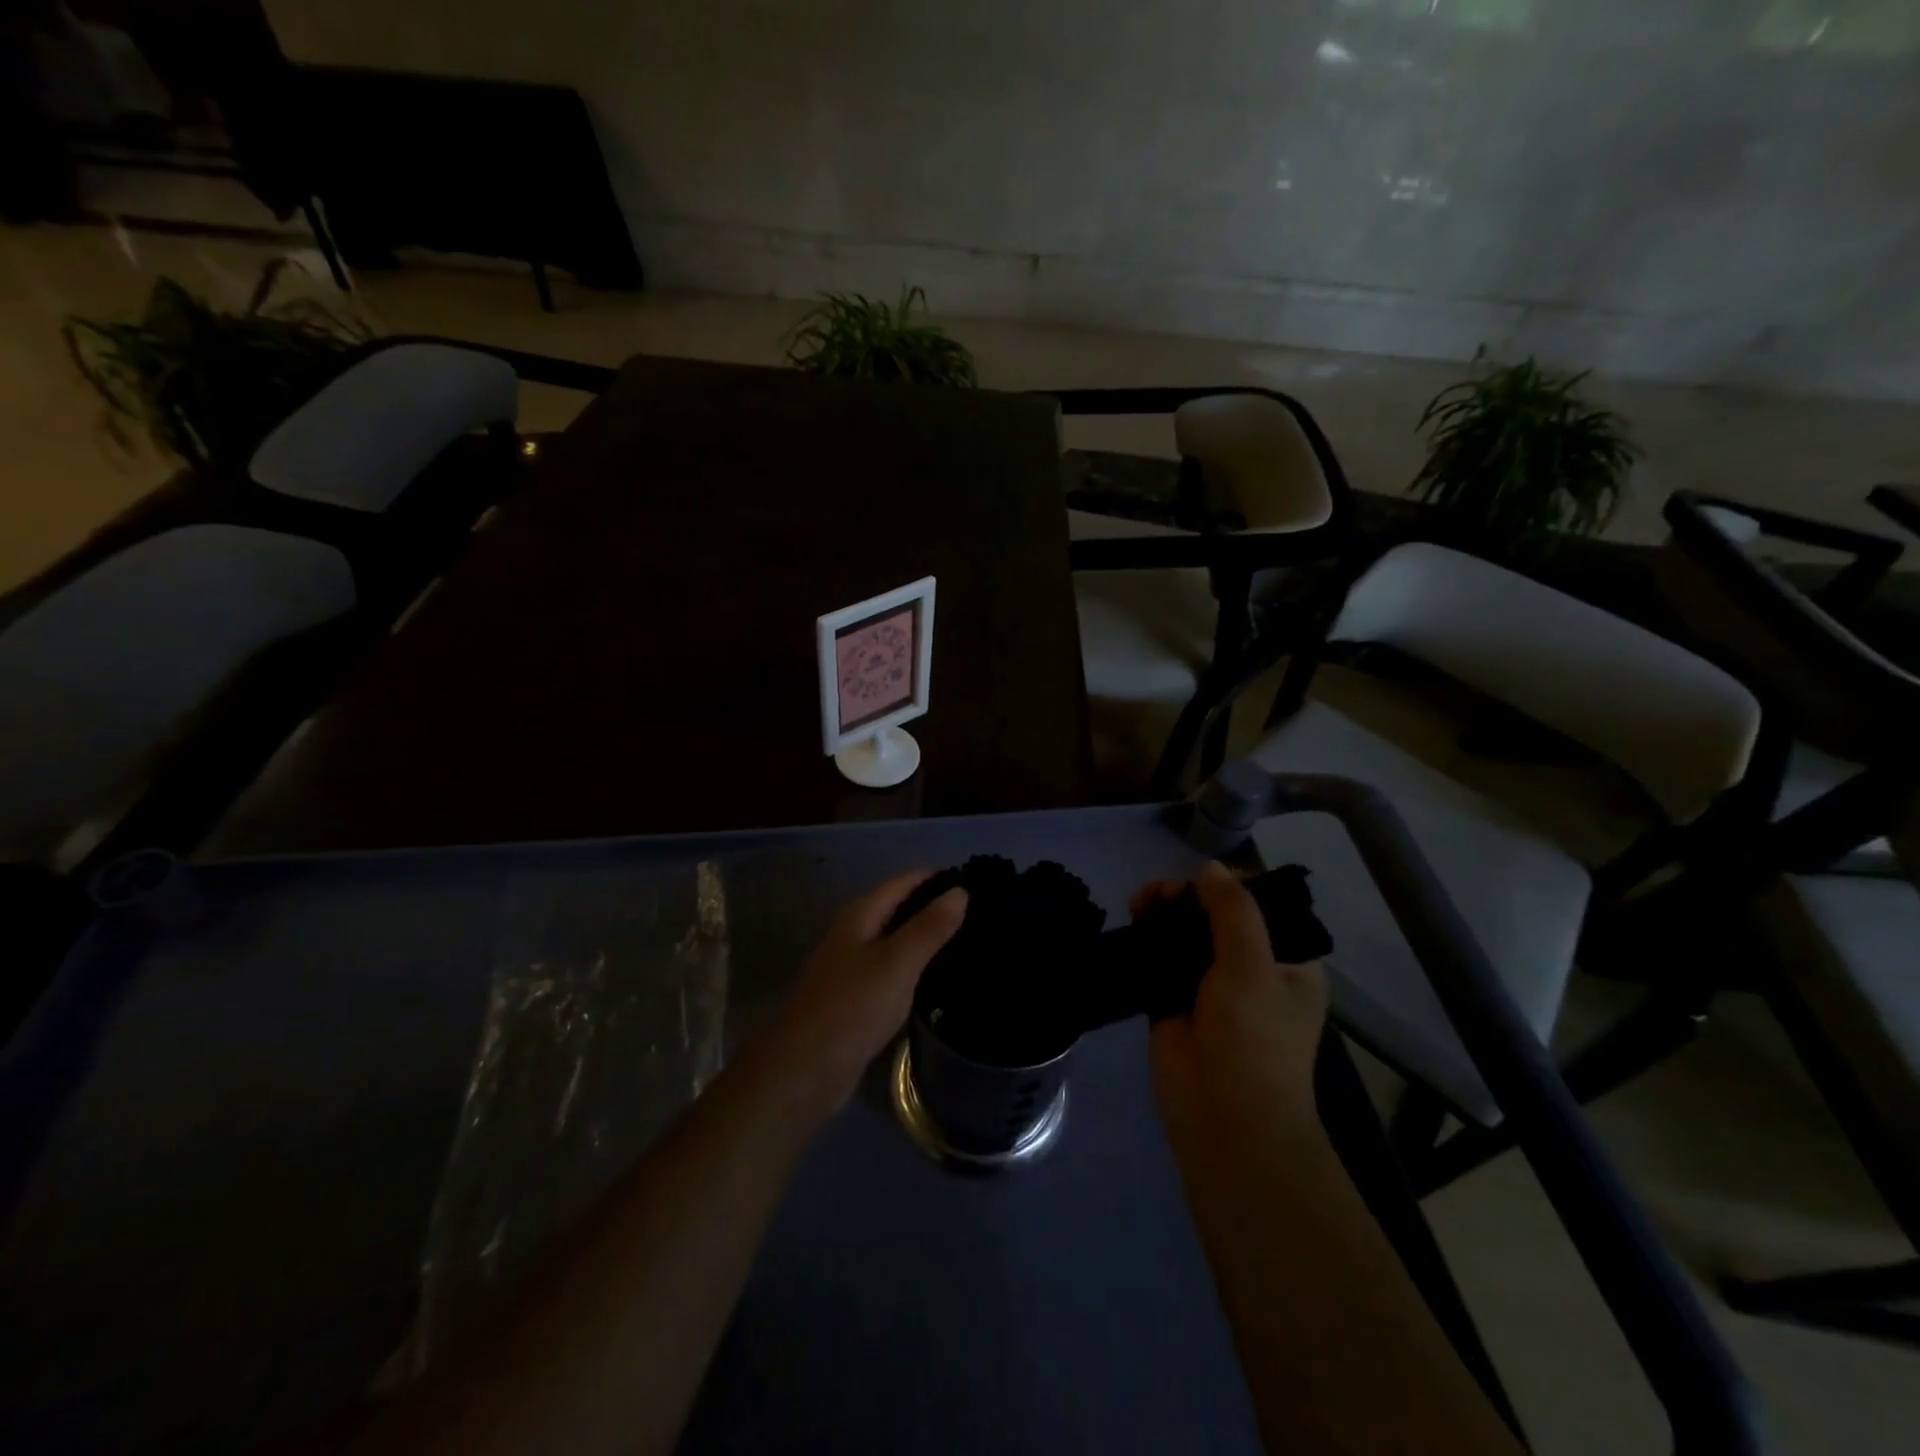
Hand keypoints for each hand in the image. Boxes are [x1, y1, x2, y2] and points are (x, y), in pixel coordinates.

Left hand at [757, 871, 967, 1117]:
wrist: (804, 1071)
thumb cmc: (852, 1008)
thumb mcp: (897, 963)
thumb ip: (929, 928)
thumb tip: (960, 890)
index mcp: (860, 915)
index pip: (905, 881)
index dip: (938, 878)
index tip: (979, 881)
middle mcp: (855, 933)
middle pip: (900, 908)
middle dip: (936, 907)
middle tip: (983, 913)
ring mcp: (854, 967)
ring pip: (898, 941)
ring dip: (929, 939)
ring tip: (973, 942)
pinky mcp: (858, 998)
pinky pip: (895, 971)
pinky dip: (918, 968)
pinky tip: (943, 979)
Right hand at [1135, 862, 1328, 1146]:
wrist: (1223, 1119)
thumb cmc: (1253, 1040)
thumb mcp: (1252, 966)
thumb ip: (1233, 911)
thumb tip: (1210, 867)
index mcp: (1289, 963)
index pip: (1263, 907)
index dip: (1230, 885)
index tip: (1202, 878)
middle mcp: (1252, 970)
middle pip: (1218, 916)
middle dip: (1190, 896)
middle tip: (1162, 892)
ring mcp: (1209, 986)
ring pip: (1185, 933)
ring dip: (1165, 911)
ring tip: (1142, 899)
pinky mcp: (1173, 1000)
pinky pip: (1159, 957)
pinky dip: (1146, 935)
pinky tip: (1132, 917)